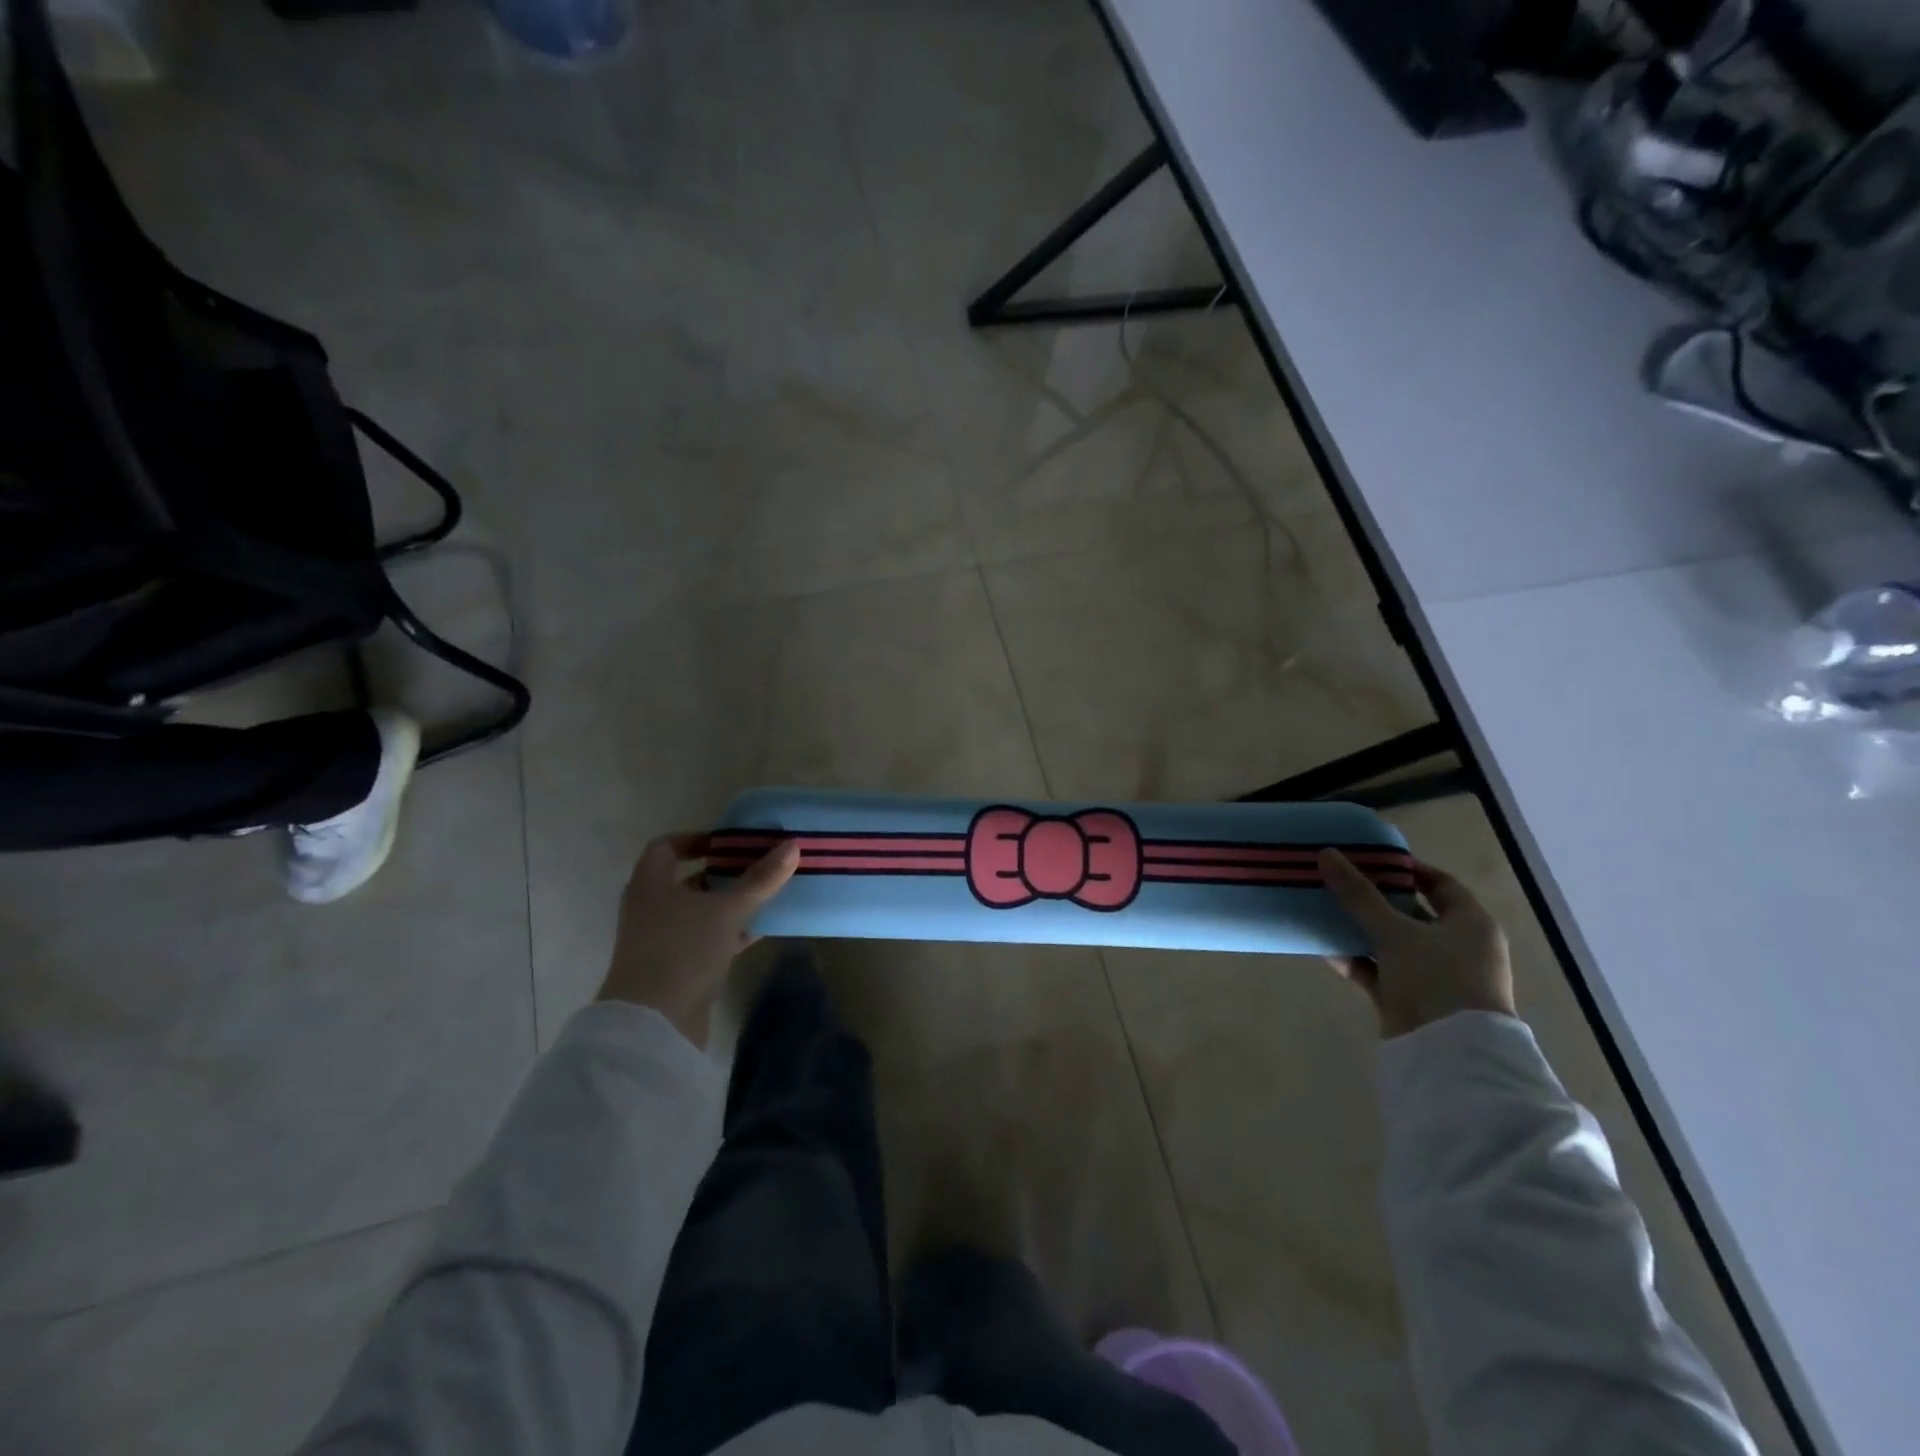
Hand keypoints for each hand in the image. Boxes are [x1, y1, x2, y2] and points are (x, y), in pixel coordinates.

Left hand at [597, 834, 800, 1046]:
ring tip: (765, 895)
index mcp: (650, 884)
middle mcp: (650, 908)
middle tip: (757, 865)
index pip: (666, 847)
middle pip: (686, 879)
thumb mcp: (728, 910)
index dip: (697, 839)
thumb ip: (760, 879)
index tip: (730, 843)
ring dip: (728, 903)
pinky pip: (705, 939)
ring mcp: (660, 940)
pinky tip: (760, 930)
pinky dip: (729, 932)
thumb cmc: (683, 950)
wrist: (654, 1024)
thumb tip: (792, 846)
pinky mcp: (675, 967)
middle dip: (721, 872)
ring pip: (698, 911)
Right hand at [1317, 849, 1515, 1038]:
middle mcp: (1457, 946)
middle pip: (1411, 912)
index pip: (1440, 884)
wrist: (1449, 1056)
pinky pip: (1379, 970)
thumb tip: (1326, 854)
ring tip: (1324, 910)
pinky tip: (1325, 948)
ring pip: (1391, 942)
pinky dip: (1356, 960)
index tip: (1369, 859)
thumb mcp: (1394, 931)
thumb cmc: (1436, 979)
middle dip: (1374, 898)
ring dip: (1360, 929)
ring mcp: (1433, 975)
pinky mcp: (1411, 998)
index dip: (1406, 869)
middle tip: (1338, 881)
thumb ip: (1358, 894)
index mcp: (1470, 924)